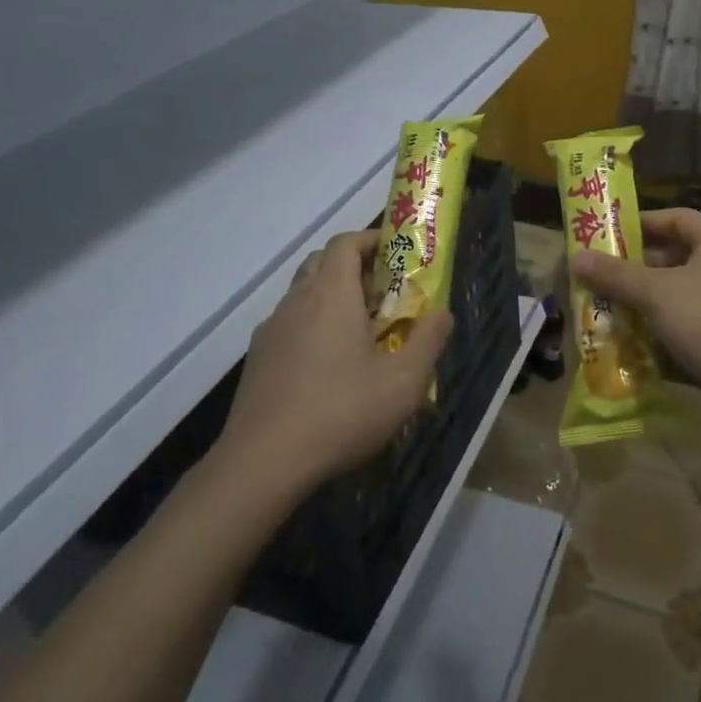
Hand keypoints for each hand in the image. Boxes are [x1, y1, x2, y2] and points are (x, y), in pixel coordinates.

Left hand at [223, 230, 451, 491]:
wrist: (262, 462)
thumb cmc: (341, 412)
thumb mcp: (403, 382)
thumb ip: (428, 341)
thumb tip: (443, 313)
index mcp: (332, 293)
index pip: (345, 242)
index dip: (370, 239)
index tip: (395, 253)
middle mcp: (297, 300)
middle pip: (321, 262)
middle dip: (352, 266)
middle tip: (382, 291)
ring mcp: (271, 329)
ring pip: (302, 293)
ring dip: (330, 297)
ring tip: (358, 330)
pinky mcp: (257, 358)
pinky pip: (288, 324)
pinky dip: (310, 326)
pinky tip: (326, 365)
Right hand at [571, 207, 700, 437]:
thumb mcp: (657, 294)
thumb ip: (616, 275)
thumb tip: (575, 257)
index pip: (675, 218)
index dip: (640, 223)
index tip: (606, 235)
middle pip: (675, 256)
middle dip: (635, 269)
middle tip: (598, 277)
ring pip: (679, 293)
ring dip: (645, 301)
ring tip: (606, 308)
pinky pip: (690, 323)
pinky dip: (663, 328)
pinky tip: (633, 341)